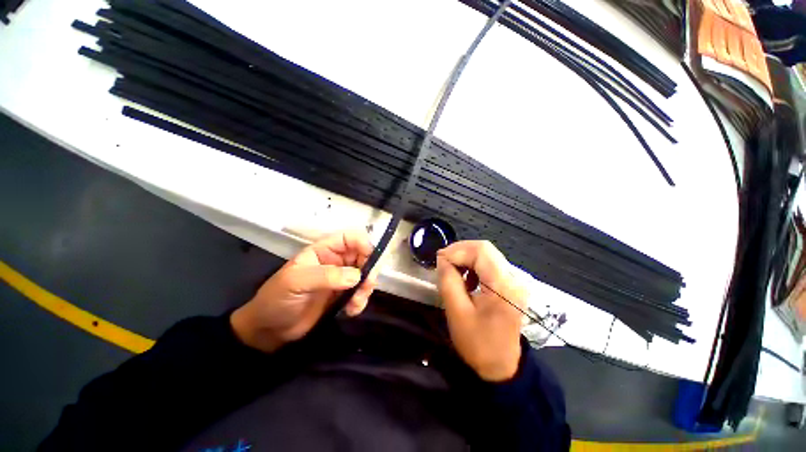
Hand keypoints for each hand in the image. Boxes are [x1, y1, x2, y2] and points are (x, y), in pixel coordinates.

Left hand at [231, 231, 376, 352]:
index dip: (364, 245)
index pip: (350, 238)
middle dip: (369, 271)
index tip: (371, 262)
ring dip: (366, 288)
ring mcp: (340, 279)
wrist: (269, 331)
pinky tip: (351, 311)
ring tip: (355, 303)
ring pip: (365, 275)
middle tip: (367, 287)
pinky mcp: (342, 295)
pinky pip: (360, 293)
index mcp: (324, 250)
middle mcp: (336, 261)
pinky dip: (361, 301)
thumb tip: (357, 276)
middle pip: (363, 256)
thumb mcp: (296, 282)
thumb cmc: (277, 299)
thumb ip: (326, 276)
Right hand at [436, 241, 525, 381]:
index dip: (457, 250)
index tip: (439, 260)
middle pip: (485, 249)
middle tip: (443, 263)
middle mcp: (515, 278)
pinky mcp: (512, 284)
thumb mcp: (457, 312)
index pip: (480, 251)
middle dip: (460, 252)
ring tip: (453, 272)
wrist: (502, 366)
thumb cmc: (478, 343)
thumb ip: (448, 280)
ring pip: (487, 254)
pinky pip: (490, 264)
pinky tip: (467, 279)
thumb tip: (443, 259)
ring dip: (466, 258)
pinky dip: (474, 265)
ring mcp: (516, 280)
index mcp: (503, 286)